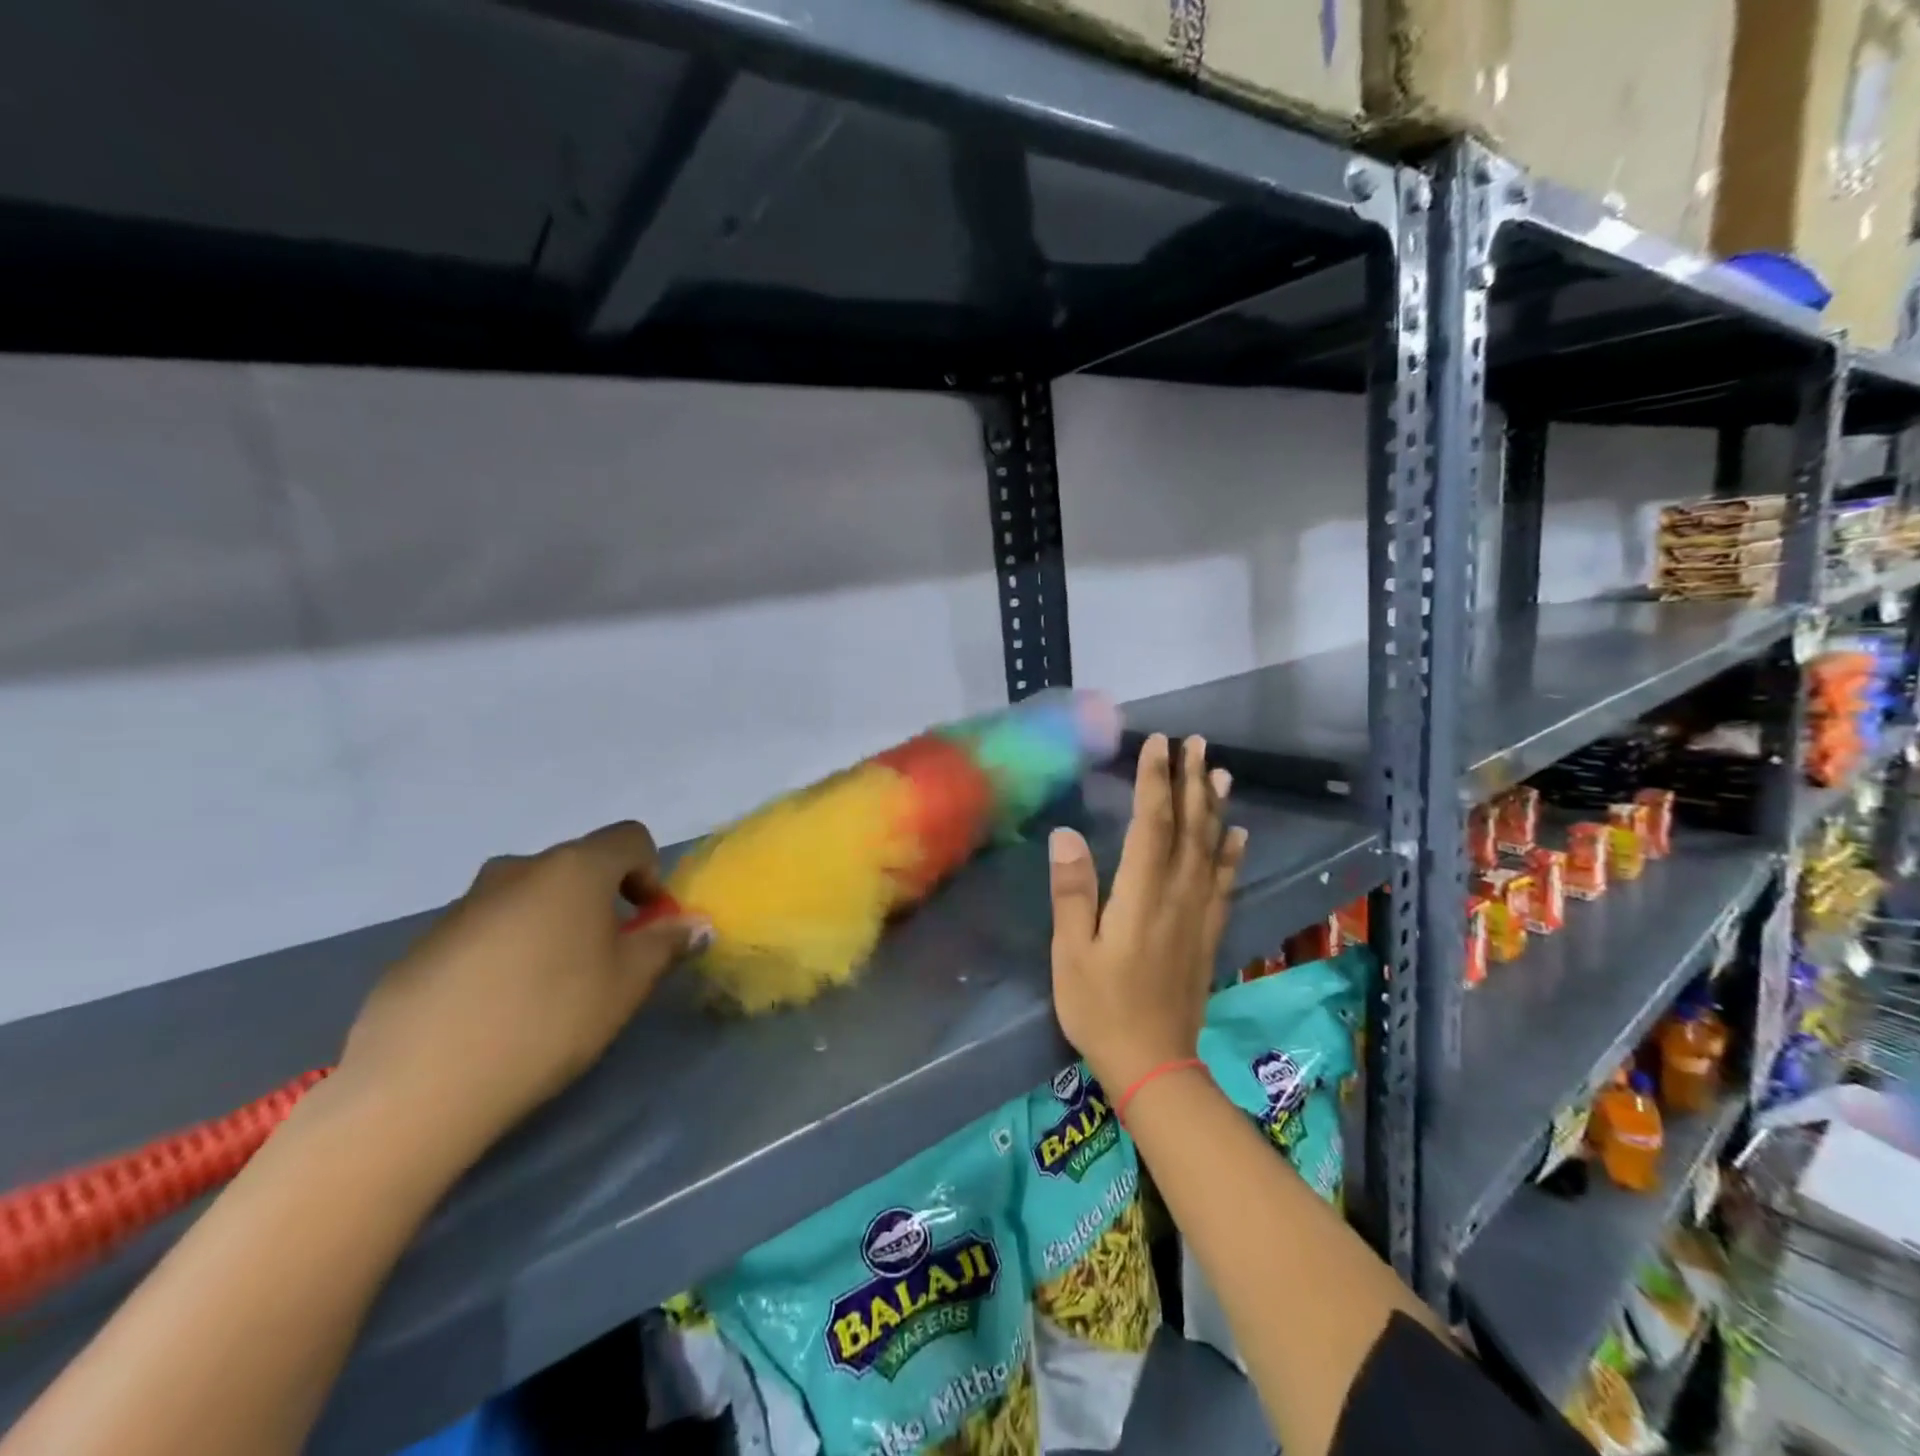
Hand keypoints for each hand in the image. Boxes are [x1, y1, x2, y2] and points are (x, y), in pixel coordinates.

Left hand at [332, 821, 710, 1162]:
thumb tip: (697, 924)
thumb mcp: (627, 983)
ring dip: (556, 923)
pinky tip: (500, 1007)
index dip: (651, 873)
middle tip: (606, 961)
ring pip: (532, 896)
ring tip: (551, 988)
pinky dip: (510, 948)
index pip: (630, 838)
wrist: (420, 1085)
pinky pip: (489, 927)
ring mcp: (466, 903)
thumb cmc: (549, 1019)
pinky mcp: (426, 941)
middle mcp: (519, 869)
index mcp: (574, 869)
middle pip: (580, 866)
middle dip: (604, 901)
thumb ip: (666, 943)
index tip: (647, 924)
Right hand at [1047, 734, 1247, 1095]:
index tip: (1156, 744)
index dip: (1155, 780)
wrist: (1154, 1064)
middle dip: (1191, 781)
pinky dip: (1233, 853)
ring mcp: (1199, 914)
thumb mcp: (1072, 952)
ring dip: (1215, 807)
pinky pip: (1225, 882)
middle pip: (1189, 827)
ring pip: (1212, 849)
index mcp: (1142, 895)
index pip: (1152, 823)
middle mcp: (1178, 895)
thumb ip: (1073, 891)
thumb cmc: (1101, 1007)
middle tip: (1195, 743)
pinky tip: (1238, 833)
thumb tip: (1068, 833)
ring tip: (1219, 771)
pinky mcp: (1209, 933)